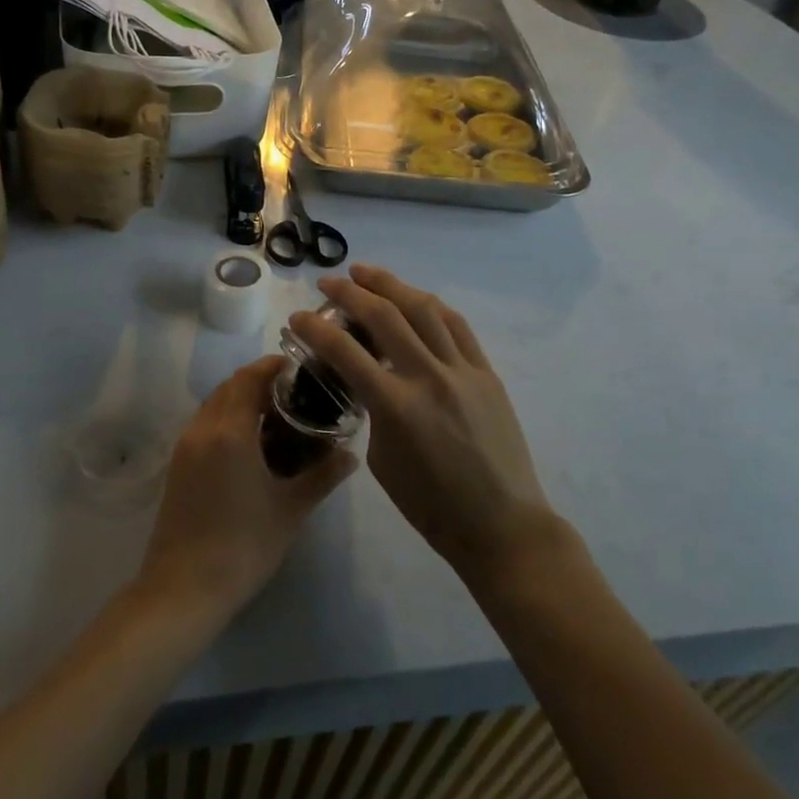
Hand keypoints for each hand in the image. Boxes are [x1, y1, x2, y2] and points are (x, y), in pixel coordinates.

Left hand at [137, 357, 355, 617]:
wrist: (183, 588)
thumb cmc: (243, 546)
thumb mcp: (290, 510)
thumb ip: (322, 476)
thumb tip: (350, 454)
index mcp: (230, 431)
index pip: (250, 378)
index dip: (273, 366)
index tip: (298, 368)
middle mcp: (202, 428)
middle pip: (229, 386)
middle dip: (259, 380)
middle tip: (293, 392)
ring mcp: (184, 446)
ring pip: (214, 404)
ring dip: (240, 398)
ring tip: (274, 415)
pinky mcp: (177, 464)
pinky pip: (204, 423)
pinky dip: (225, 417)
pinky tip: (249, 443)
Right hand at [292, 266, 561, 581]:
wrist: (501, 524)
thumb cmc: (432, 506)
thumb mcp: (382, 460)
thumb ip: (373, 412)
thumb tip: (370, 383)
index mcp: (396, 406)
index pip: (345, 352)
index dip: (315, 328)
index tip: (297, 316)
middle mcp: (429, 377)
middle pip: (385, 315)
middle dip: (351, 291)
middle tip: (329, 281)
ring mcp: (463, 371)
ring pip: (424, 309)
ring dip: (392, 285)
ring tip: (367, 274)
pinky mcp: (486, 373)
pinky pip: (457, 326)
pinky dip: (430, 306)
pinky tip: (414, 298)